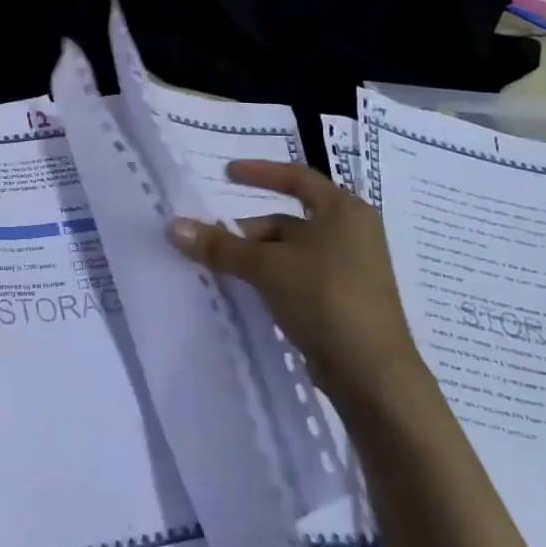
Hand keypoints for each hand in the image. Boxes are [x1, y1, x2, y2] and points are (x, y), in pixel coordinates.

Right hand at [167, 160, 420, 401]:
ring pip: (290, 253)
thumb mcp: (266, 267)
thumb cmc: (325, 298)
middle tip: (209, 243)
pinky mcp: (343, 301)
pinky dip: (270, 279)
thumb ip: (220, 246)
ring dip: (255, 258)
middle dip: (247, 231)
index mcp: (344, 211)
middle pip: (287, 221)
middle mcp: (351, 234)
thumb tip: (173, 226)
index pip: (297, 178)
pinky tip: (246, 294)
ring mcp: (350, 270)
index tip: (226, 174)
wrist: (372, 374)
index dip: (260, 173)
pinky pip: (298, 277)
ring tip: (219, 271)